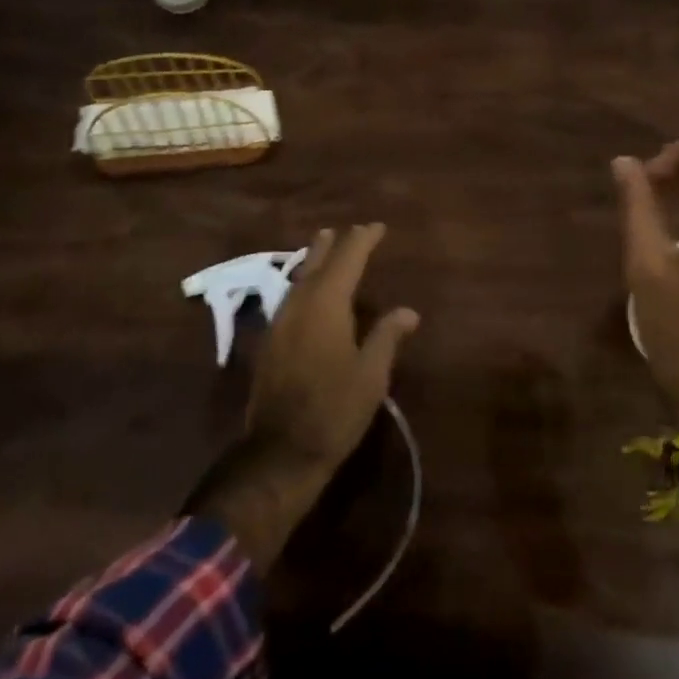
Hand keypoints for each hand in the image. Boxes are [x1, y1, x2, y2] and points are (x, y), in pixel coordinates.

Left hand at [246, 224, 418, 477]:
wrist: (281, 452)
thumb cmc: (334, 410)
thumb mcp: (372, 374)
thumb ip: (387, 336)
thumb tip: (408, 311)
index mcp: (326, 305)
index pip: (347, 260)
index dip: (362, 240)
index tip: (377, 227)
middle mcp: (299, 306)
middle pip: (316, 263)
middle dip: (334, 244)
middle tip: (348, 230)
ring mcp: (279, 324)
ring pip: (298, 279)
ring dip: (314, 261)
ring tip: (324, 247)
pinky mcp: (269, 344)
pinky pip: (289, 298)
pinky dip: (303, 284)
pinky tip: (307, 293)